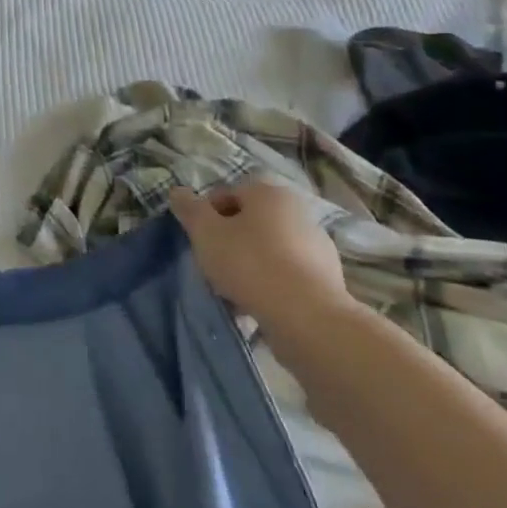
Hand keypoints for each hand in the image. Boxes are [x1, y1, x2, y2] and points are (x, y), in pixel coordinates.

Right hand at [169, 179, 355, 341]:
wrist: (307, 316)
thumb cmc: (250, 263)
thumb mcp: (205, 232)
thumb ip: (189, 209)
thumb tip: (178, 191)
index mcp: (269, 192)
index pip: (227, 193)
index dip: (206, 215)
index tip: (199, 240)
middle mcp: (298, 210)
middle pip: (250, 221)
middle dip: (229, 239)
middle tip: (213, 263)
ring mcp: (317, 244)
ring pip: (269, 247)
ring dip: (250, 262)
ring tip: (234, 289)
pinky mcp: (328, 276)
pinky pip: (287, 272)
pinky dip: (271, 282)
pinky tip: (258, 302)